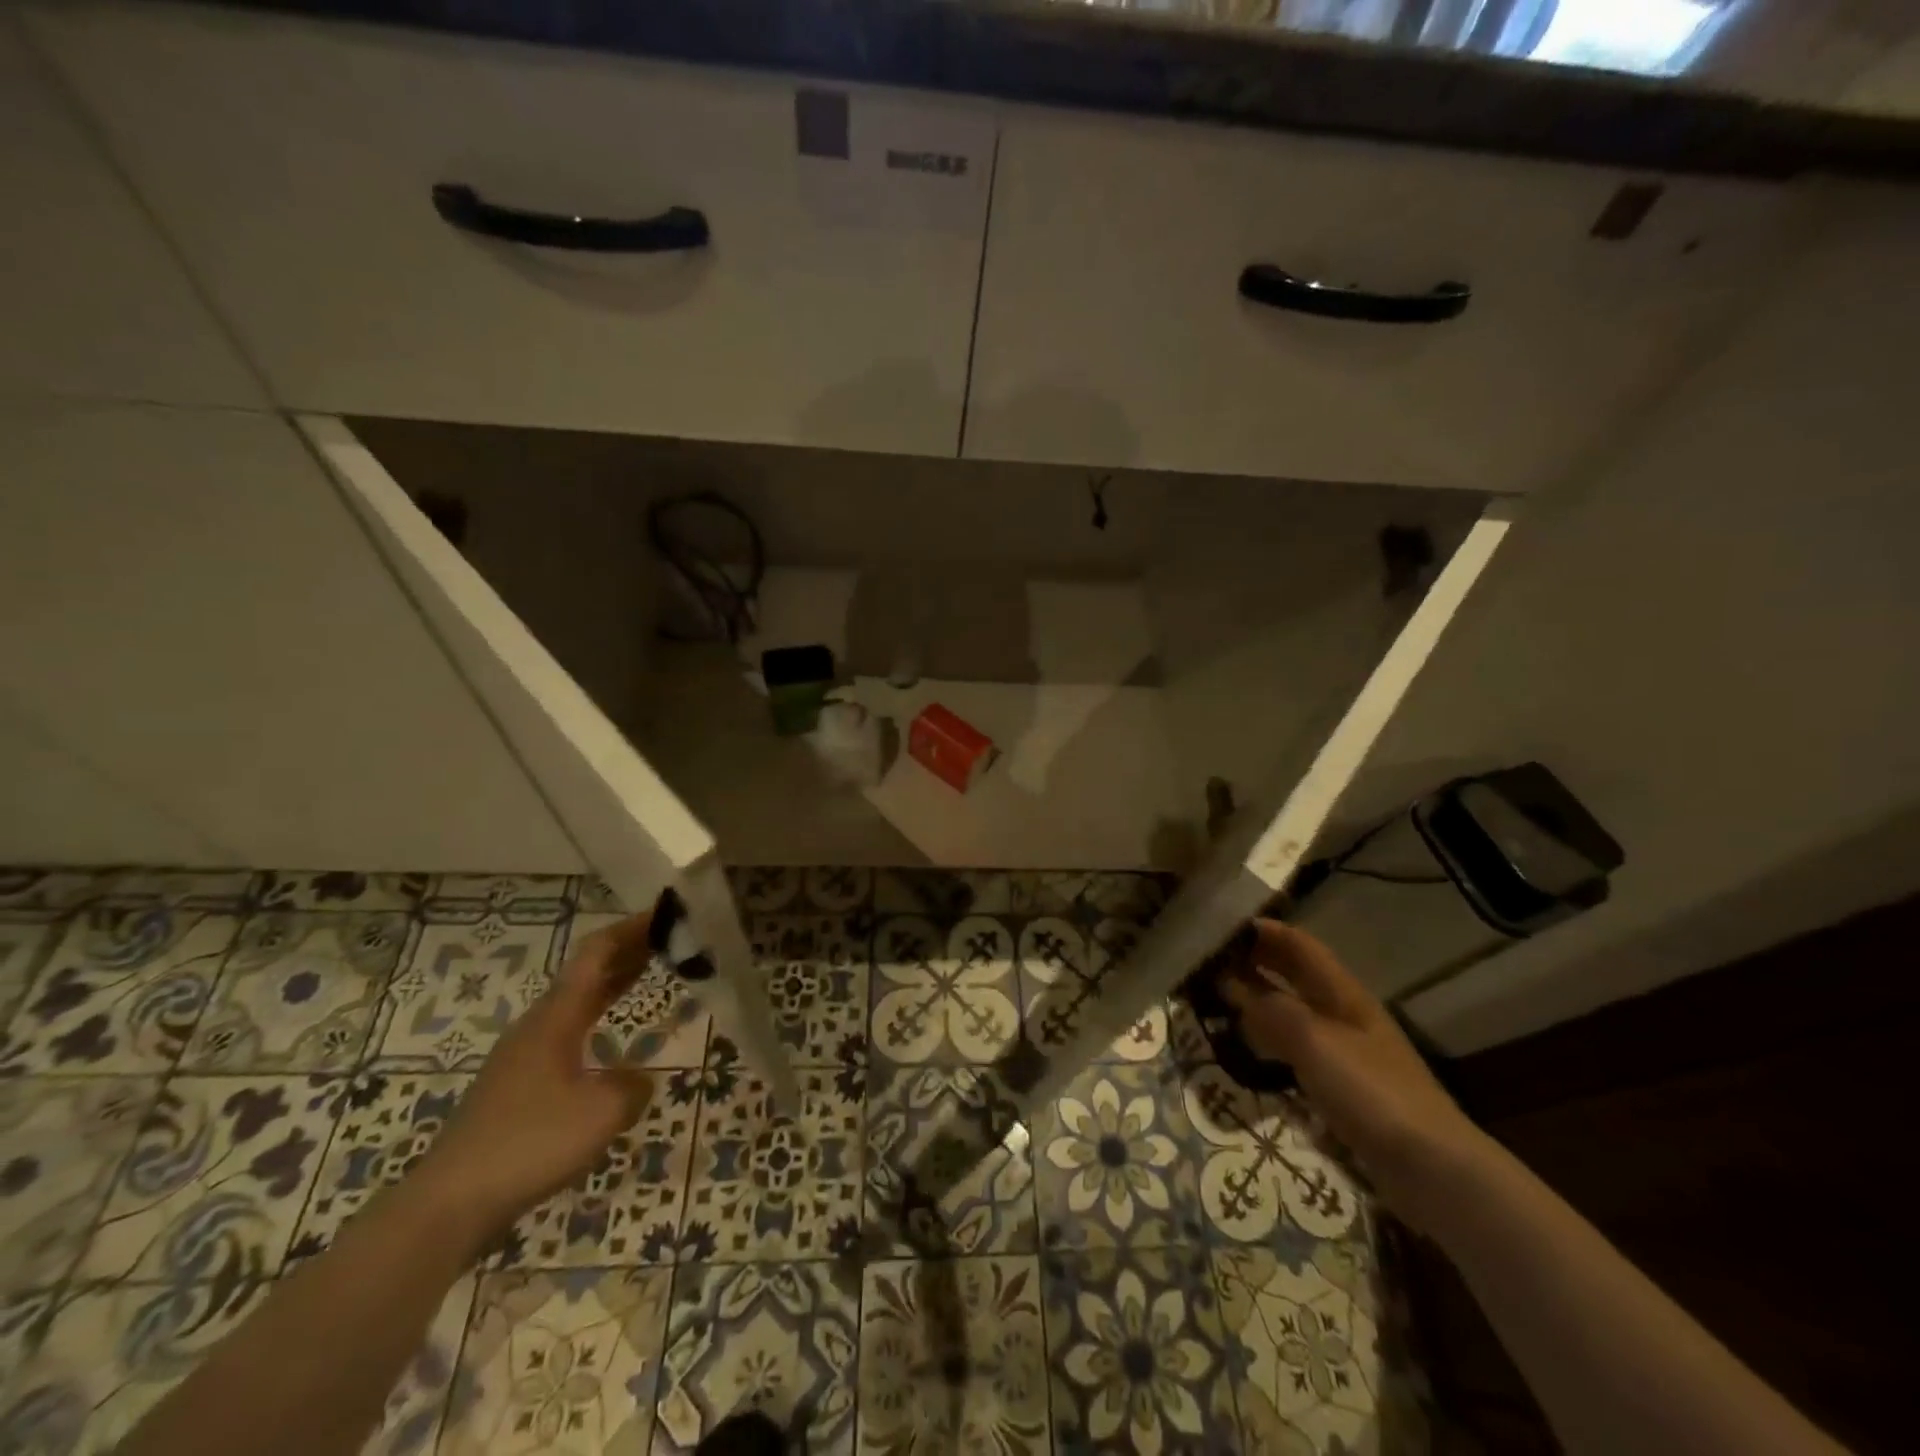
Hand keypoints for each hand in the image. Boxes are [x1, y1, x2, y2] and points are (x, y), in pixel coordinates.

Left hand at [417, 911, 656, 1237]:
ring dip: (612, 983)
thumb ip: (633, 1087)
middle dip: (627, 951)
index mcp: (557, 1017)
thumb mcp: (602, 1113)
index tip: (666, 916)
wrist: (448, 1204)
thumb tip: (639, 1081)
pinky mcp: (517, 1086)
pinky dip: (598, 1017)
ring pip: (576, 1002)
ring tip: (646, 973)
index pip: (596, 954)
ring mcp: (523, 1056)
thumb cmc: (529, 1143)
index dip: (631, 930)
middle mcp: (538, 1026)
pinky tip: (610, 1040)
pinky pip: (568, 1031)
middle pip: (586, 973)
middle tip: (667, 939)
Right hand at [1221, 919, 1487, 1225]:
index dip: (1263, 931)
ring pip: (1291, 1010)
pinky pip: (1295, 1047)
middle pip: (1294, 974)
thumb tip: (1233, 987)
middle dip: (1255, 962)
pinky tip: (1246, 1048)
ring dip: (1257, 1000)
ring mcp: (1343, 1050)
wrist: (1431, 1167)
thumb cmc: (1372, 1092)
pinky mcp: (1340, 1084)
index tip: (1220, 929)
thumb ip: (1271, 1011)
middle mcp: (1342, 1013)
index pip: (1298, 945)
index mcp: (1342, 993)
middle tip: (1208, 962)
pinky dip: (1268, 1039)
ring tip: (1216, 999)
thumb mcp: (1315, 1043)